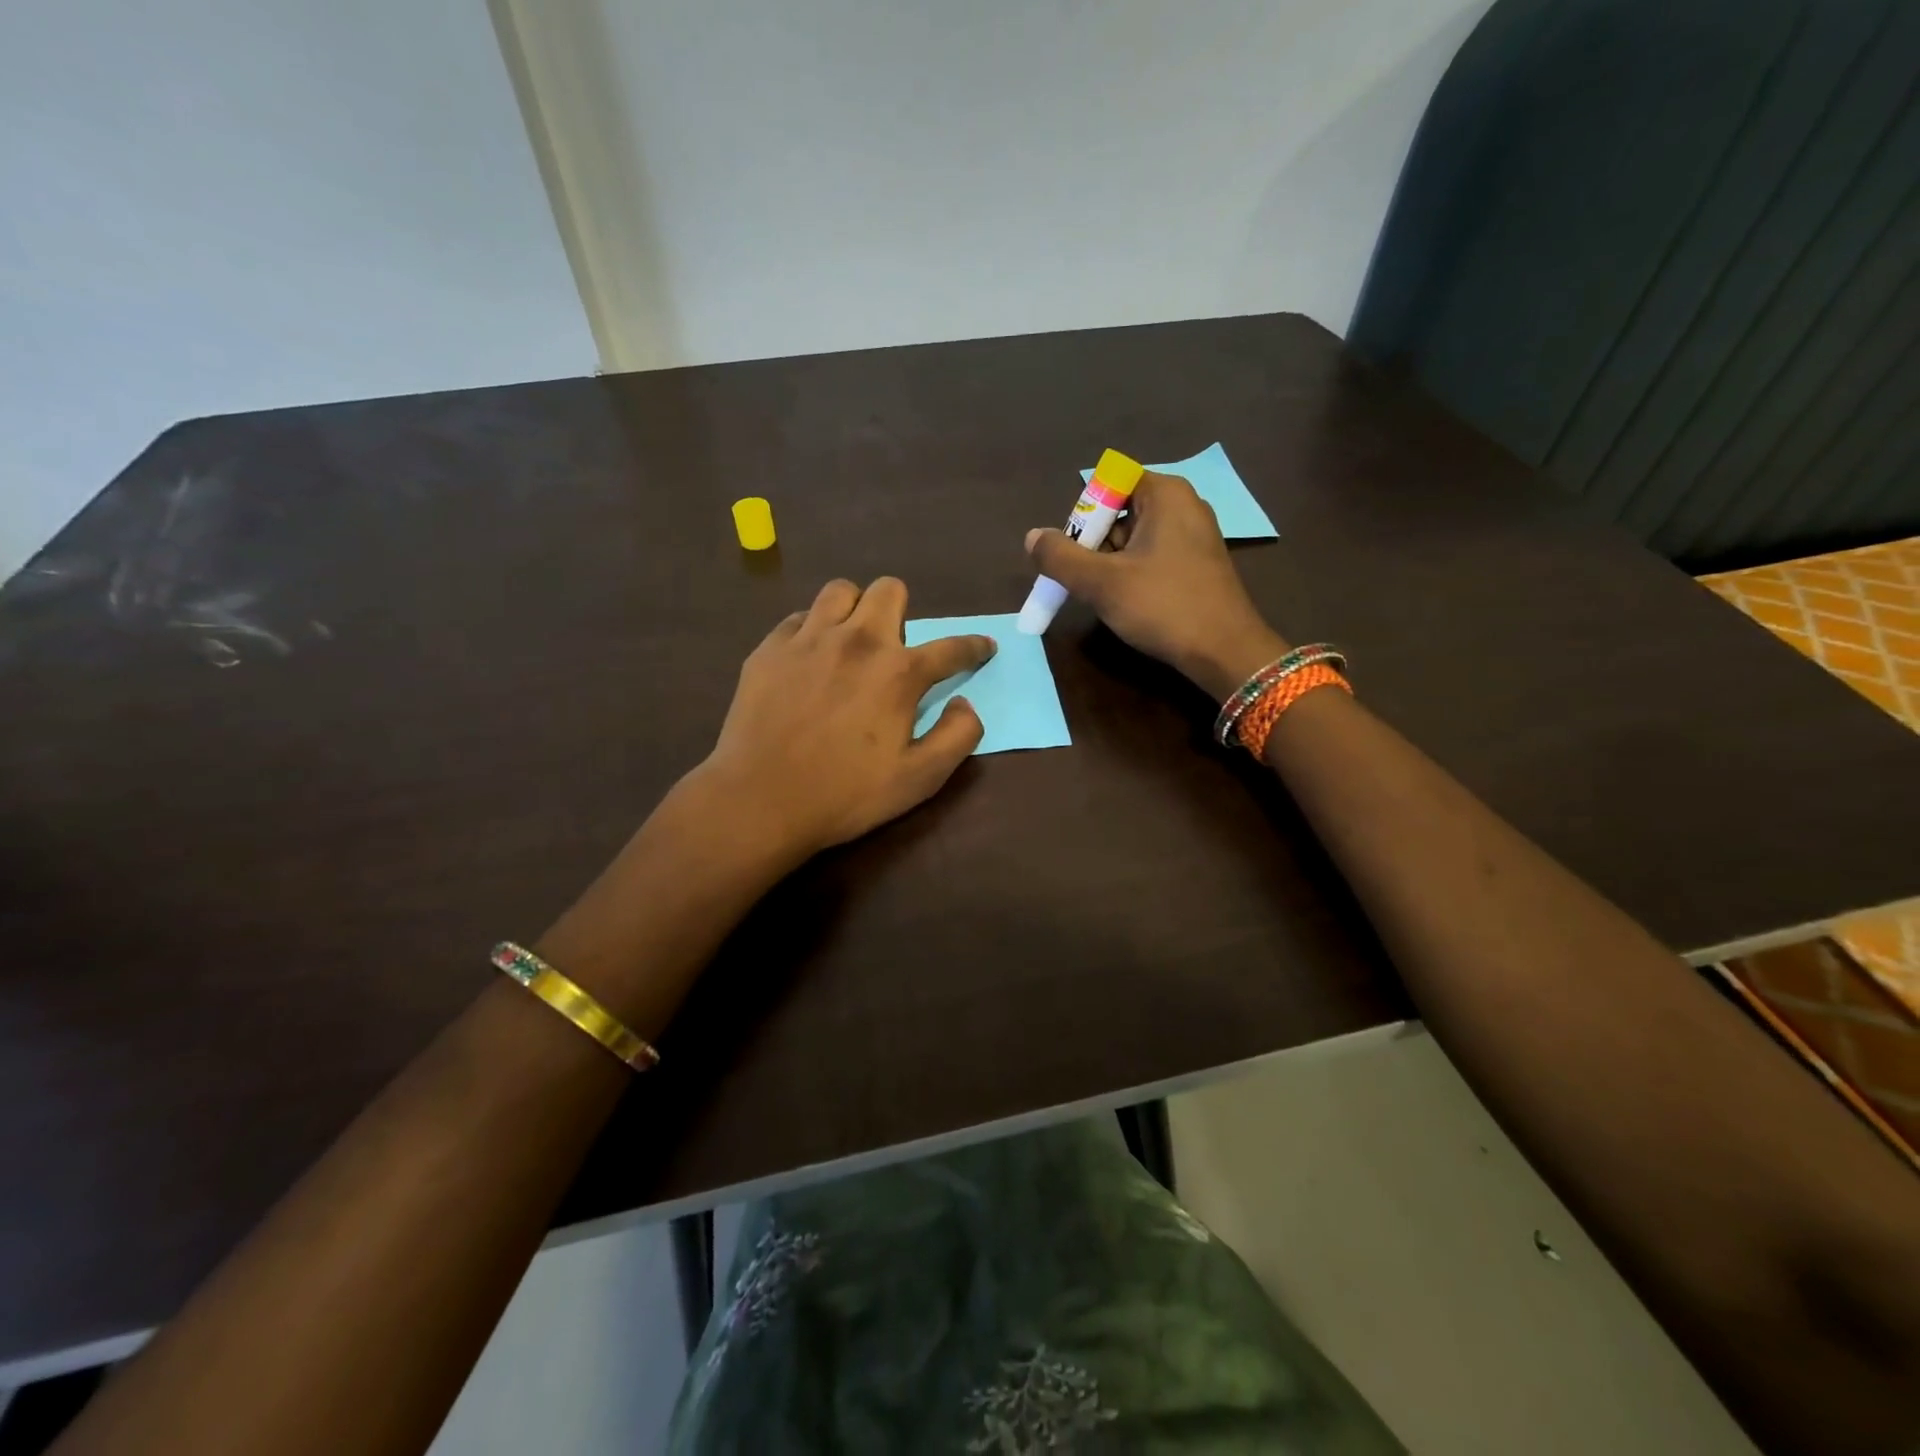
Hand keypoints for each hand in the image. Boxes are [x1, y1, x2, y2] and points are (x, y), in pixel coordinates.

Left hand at [698, 577, 994, 858]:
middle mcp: (857, 641)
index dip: (974, 647)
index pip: (951, 647)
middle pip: (890, 590)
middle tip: (894, 648)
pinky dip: (812, 630)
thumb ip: (958, 736)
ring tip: (849, 641)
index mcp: (899, 672)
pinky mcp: (769, 649)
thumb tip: (965, 703)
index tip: (983, 647)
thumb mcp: (920, 779)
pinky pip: (798, 618)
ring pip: (840, 591)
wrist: (760, 800)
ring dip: (855, 610)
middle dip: (903, 611)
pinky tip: (809, 659)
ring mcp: (808, 639)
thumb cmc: (846, 794)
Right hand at [1026, 471, 1287, 700]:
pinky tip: (1129, 603)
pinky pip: (1152, 556)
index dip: (1085, 514)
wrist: (1224, 651)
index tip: (1076, 550)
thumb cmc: (1163, 606)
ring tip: (1106, 596)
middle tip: (1085, 579)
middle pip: (1120, 510)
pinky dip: (1132, 574)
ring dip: (1110, 563)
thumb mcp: (1101, 582)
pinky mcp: (1198, 564)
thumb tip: (1032, 537)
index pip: (1109, 483)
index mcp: (1165, 494)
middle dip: (1094, 543)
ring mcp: (1195, 535)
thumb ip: (1060, 557)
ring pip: (1134, 538)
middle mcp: (1184, 505)